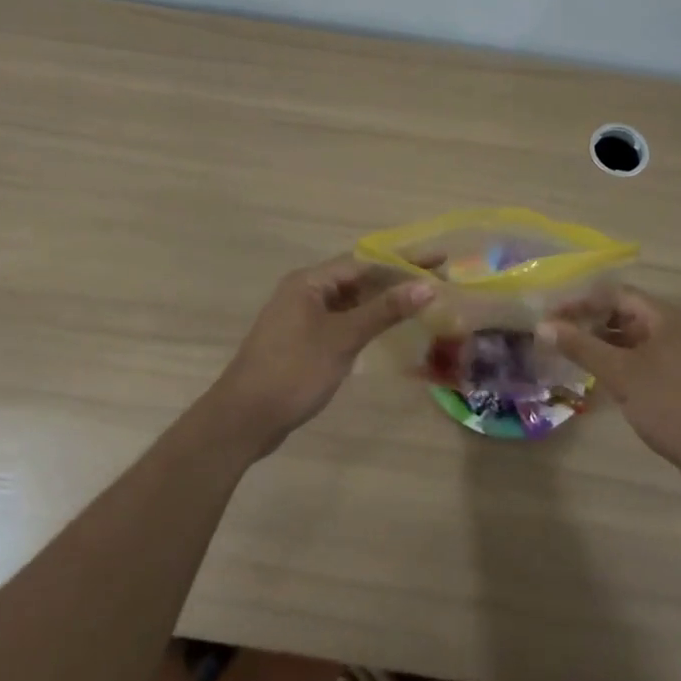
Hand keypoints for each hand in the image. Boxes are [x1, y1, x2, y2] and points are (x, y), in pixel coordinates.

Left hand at [208, 254, 436, 454]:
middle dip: (398, 279)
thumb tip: (426, 286)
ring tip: (423, 300)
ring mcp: (303, 317)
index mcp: (310, 281)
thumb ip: (384, 311)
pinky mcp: (304, 341)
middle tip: (438, 278)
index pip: (365, 261)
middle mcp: (306, 291)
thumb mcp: (342, 339)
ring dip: (384, 301)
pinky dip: (368, 321)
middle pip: (360, 278)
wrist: (242, 421)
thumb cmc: (293, 372)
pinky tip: (391, 327)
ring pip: (352, 301)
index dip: (403, 260)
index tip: (438, 259)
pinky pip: (343, 320)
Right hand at [540, 288, 680, 488]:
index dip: (581, 301)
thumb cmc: (670, 403)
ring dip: (603, 344)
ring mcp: (679, 355)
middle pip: (624, 313)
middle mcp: (673, 328)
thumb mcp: (620, 373)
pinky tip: (601, 378)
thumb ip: (582, 347)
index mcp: (663, 316)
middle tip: (558, 335)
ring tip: (572, 355)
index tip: (552, 315)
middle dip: (590, 322)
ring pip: (632, 339)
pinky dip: (619, 363)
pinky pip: (642, 360)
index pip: (614, 294)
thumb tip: (543, 326)